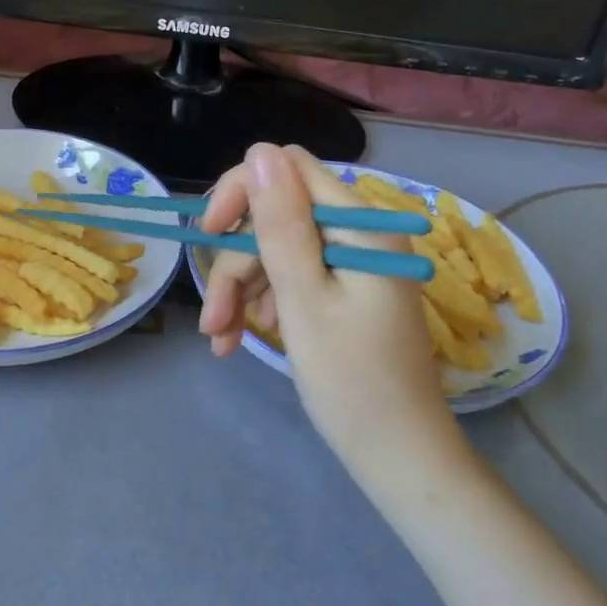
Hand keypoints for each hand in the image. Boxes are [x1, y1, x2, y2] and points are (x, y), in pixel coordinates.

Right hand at [198, 145, 456, 458]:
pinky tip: (246, 338)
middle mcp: (359, 232)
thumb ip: (281, 224)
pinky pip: (291, 276)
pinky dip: (262, 302)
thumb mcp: (304, 299)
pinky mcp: (343, 288)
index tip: (209, 235)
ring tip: (223, 340)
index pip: (289, 169)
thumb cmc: (351, 381)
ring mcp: (352, 262)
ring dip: (241, 289)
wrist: (397, 454)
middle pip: (275, 216)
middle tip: (214, 320)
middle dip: (236, 262)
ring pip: (275, 249)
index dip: (242, 193)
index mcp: (361, 225)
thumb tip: (260, 151)